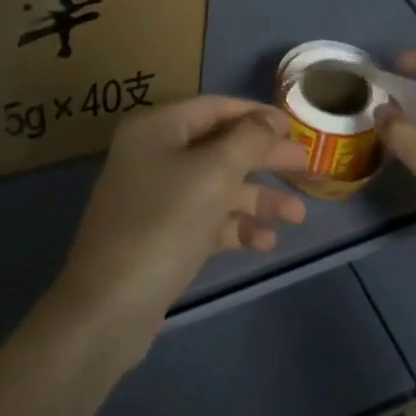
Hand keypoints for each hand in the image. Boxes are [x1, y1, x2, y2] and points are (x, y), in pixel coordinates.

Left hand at [49, 96, 309, 367]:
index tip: (296, 128)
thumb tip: (270, 118)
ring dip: (256, 197)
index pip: (215, 107)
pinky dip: (234, 225)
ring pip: (215, 186)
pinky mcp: (160, 235)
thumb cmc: (163, 224)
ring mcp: (154, 196)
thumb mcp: (213, 174)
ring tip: (297, 216)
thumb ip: (247, 140)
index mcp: (157, 128)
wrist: (108, 308)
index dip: (257, 115)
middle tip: (307, 167)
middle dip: (263, 159)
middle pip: (219, 147)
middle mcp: (153, 154)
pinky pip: (205, 218)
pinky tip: (265, 242)